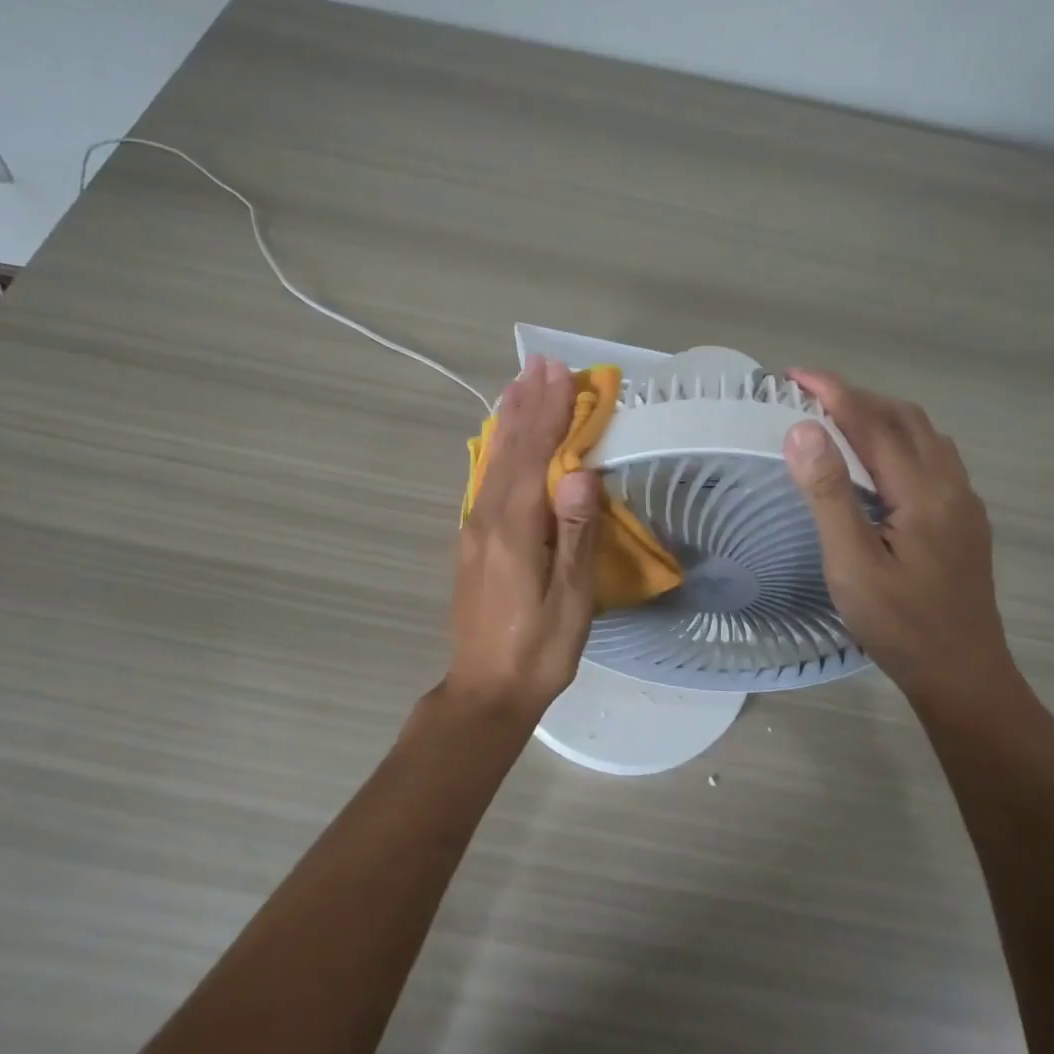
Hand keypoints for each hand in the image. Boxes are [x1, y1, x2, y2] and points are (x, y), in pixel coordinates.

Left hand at [447, 357, 600, 717]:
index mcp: (514, 528)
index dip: (550, 412)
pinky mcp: (472, 541)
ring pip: (492, 461)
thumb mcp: (570, 599)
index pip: (535, 455)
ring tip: (518, 385)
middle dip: (527, 404)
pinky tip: (500, 441)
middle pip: (509, 449)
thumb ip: (574, 533)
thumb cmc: (538, 650)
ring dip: (508, 420)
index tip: (561, 372)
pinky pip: (485, 480)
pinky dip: (496, 450)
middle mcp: (487, 518)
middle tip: (538, 363)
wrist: (485, 690)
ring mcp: (474, 528)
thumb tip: (581, 471)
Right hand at [781, 370, 1020, 712]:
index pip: (873, 422)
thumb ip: (829, 494)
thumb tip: (803, 430)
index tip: (793, 375)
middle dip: (856, 396)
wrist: (964, 676)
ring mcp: (963, 503)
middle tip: (808, 396)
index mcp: (922, 493)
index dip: (833, 392)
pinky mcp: (965, 520)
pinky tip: (878, 461)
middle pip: (905, 418)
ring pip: (924, 435)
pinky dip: (899, 438)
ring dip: (880, 414)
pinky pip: (933, 456)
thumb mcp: (852, 564)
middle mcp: (950, 486)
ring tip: (837, 419)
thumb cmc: (900, 625)